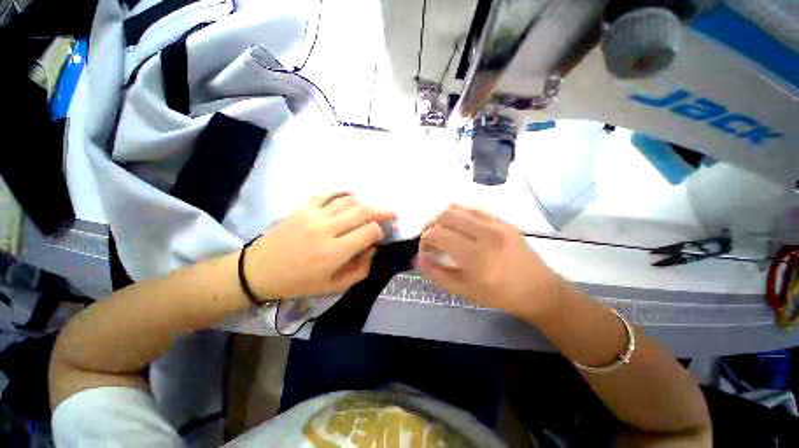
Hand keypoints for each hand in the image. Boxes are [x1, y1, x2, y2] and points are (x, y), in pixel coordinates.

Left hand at [245, 193, 394, 298]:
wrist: (258, 271)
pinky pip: (327, 193)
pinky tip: (351, 196)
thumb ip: (359, 270)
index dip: (380, 232)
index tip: (381, 235)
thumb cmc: (298, 282)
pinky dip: (343, 192)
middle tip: (391, 213)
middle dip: (382, 211)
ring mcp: (313, 215)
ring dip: (365, 202)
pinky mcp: (302, 207)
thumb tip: (372, 249)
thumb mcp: (332, 287)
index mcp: (334, 252)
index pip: (369, 232)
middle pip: (363, 211)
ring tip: (372, 208)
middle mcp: (326, 229)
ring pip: (348, 200)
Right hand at [418, 204, 563, 319]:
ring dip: (443, 217)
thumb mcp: (464, 290)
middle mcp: (486, 233)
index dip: (425, 239)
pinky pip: (473, 209)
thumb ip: (437, 274)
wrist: (539, 290)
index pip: (439, 234)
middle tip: (429, 238)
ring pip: (459, 207)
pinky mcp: (503, 220)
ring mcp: (496, 223)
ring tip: (441, 230)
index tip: (425, 249)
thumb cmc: (500, 295)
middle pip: (446, 215)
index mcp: (476, 256)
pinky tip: (458, 227)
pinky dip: (459, 214)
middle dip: (430, 224)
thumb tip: (420, 259)